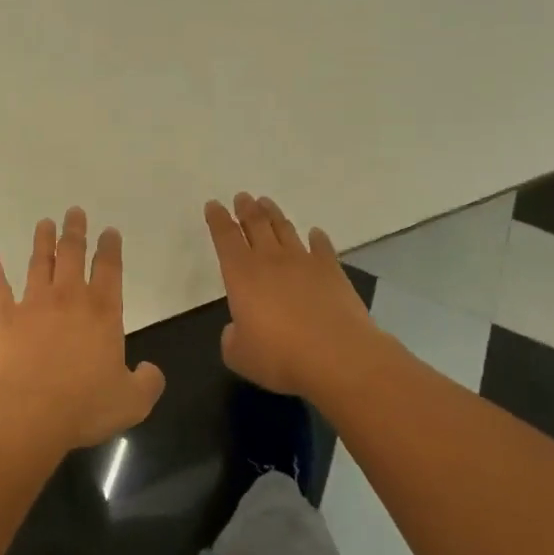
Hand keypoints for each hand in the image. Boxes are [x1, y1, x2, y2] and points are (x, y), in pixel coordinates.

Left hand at [0, 207, 164, 450]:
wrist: (28, 411)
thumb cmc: (84, 405)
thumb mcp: (132, 402)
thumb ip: (148, 383)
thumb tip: (152, 371)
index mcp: (102, 312)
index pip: (109, 270)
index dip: (110, 248)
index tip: (109, 231)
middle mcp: (68, 298)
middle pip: (72, 255)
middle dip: (75, 231)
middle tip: (74, 211)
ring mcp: (33, 304)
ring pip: (38, 263)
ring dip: (42, 241)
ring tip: (44, 223)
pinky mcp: (4, 317)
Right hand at [204, 193, 379, 396]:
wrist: (340, 358)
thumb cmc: (280, 357)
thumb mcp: (239, 355)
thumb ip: (232, 337)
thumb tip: (238, 329)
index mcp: (241, 274)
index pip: (225, 237)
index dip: (217, 219)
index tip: (214, 204)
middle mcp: (270, 260)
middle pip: (256, 225)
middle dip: (246, 209)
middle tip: (242, 197)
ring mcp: (304, 263)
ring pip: (285, 230)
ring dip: (274, 215)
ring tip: (267, 204)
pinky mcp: (333, 272)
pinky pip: (322, 248)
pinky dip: (317, 239)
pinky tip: (315, 234)